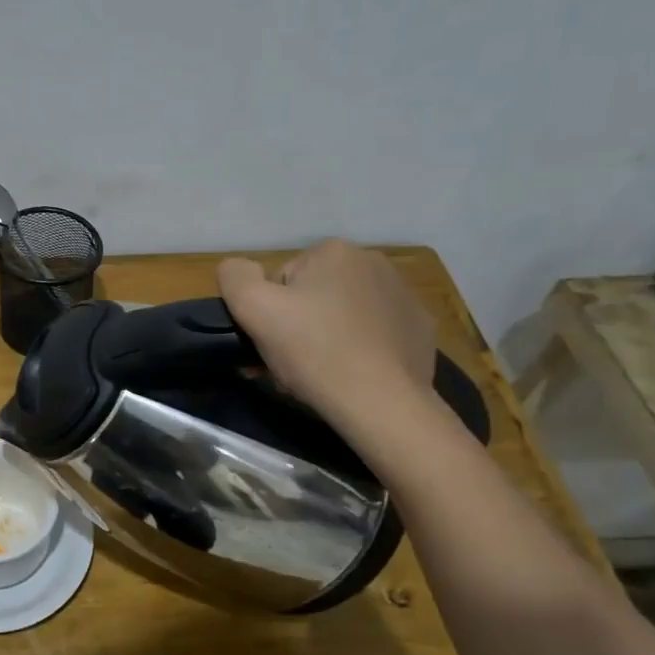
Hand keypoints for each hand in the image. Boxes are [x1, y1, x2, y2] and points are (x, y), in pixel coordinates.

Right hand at [217, 241, 436, 433]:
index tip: (271, 343)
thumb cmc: (314, 351)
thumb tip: (237, 268)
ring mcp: (402, 295)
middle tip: (291, 364)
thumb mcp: (254, 309)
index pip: (282, 281)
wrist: (381, 402)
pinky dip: (362, 349)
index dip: (270, 314)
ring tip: (321, 374)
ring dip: (327, 337)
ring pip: (344, 314)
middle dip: (299, 326)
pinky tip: (354, 374)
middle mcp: (373, 262)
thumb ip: (235, 277)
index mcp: (333, 251)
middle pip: (314, 296)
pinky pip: (376, 333)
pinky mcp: (419, 328)